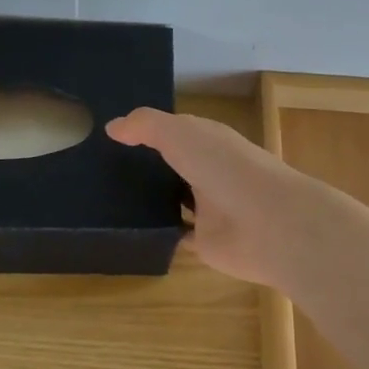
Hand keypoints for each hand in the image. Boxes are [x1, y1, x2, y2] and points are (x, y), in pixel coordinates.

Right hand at [104, 107, 352, 293]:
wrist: (270, 225)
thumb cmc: (227, 168)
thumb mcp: (181, 134)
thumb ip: (146, 126)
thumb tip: (111, 127)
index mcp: (208, 141)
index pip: (174, 131)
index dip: (146, 130)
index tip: (110, 134)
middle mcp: (208, 171)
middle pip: (171, 166)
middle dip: (143, 166)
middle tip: (97, 168)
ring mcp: (207, 208)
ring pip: (172, 200)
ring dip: (148, 200)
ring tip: (104, 198)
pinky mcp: (205, 241)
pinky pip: (176, 234)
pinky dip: (158, 232)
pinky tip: (128, 229)